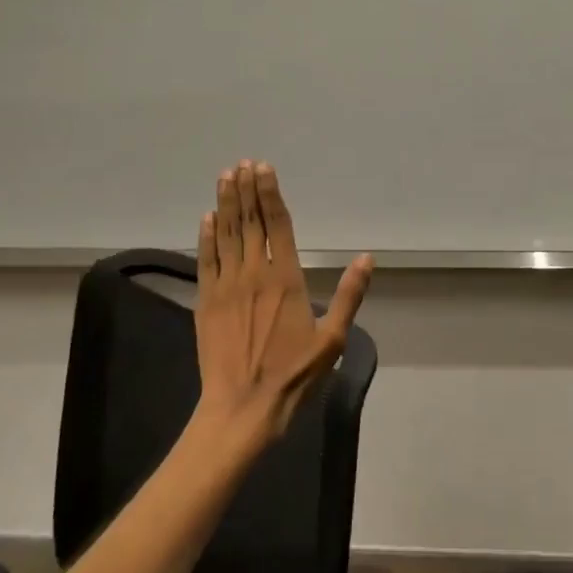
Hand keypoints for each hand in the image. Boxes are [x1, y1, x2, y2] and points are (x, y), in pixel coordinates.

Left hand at [194, 161, 373, 446]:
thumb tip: (367, 258)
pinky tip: (206, 218)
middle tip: (242, 164)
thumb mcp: (332, 339)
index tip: (263, 168)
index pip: (277, 226)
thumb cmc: (293, 375)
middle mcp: (254, 274)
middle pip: (249, 223)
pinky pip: (206, 261)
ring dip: (225, 204)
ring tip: (226, 177)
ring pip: (226, 235)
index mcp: (286, 279)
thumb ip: (348, 295)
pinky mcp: (206, 302)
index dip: (270, 195)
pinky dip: (206, 237)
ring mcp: (226, 287)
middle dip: (246, 190)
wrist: (242, 408)